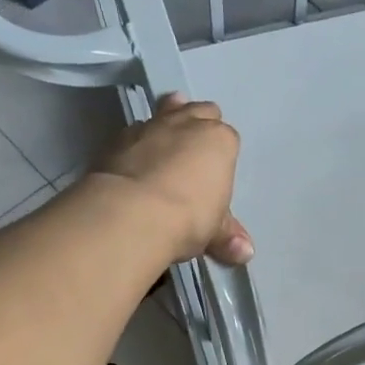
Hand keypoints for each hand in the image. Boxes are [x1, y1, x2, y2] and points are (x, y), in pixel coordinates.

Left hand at [93, 93, 253, 264]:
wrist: (132, 213)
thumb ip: (227, 235)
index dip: (222, 155)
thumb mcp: (213, 232)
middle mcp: (187, 124)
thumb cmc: (187, 218)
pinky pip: (135, 131)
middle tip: (194, 148)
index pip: (228, 138)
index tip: (215, 176)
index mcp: (219, 141)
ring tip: (165, 143)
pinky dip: (138, 141)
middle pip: (199, 111)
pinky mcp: (118, 138)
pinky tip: (135, 159)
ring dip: (168, 123)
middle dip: (199, 125)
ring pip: (166, 111)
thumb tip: (245, 253)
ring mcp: (151, 126)